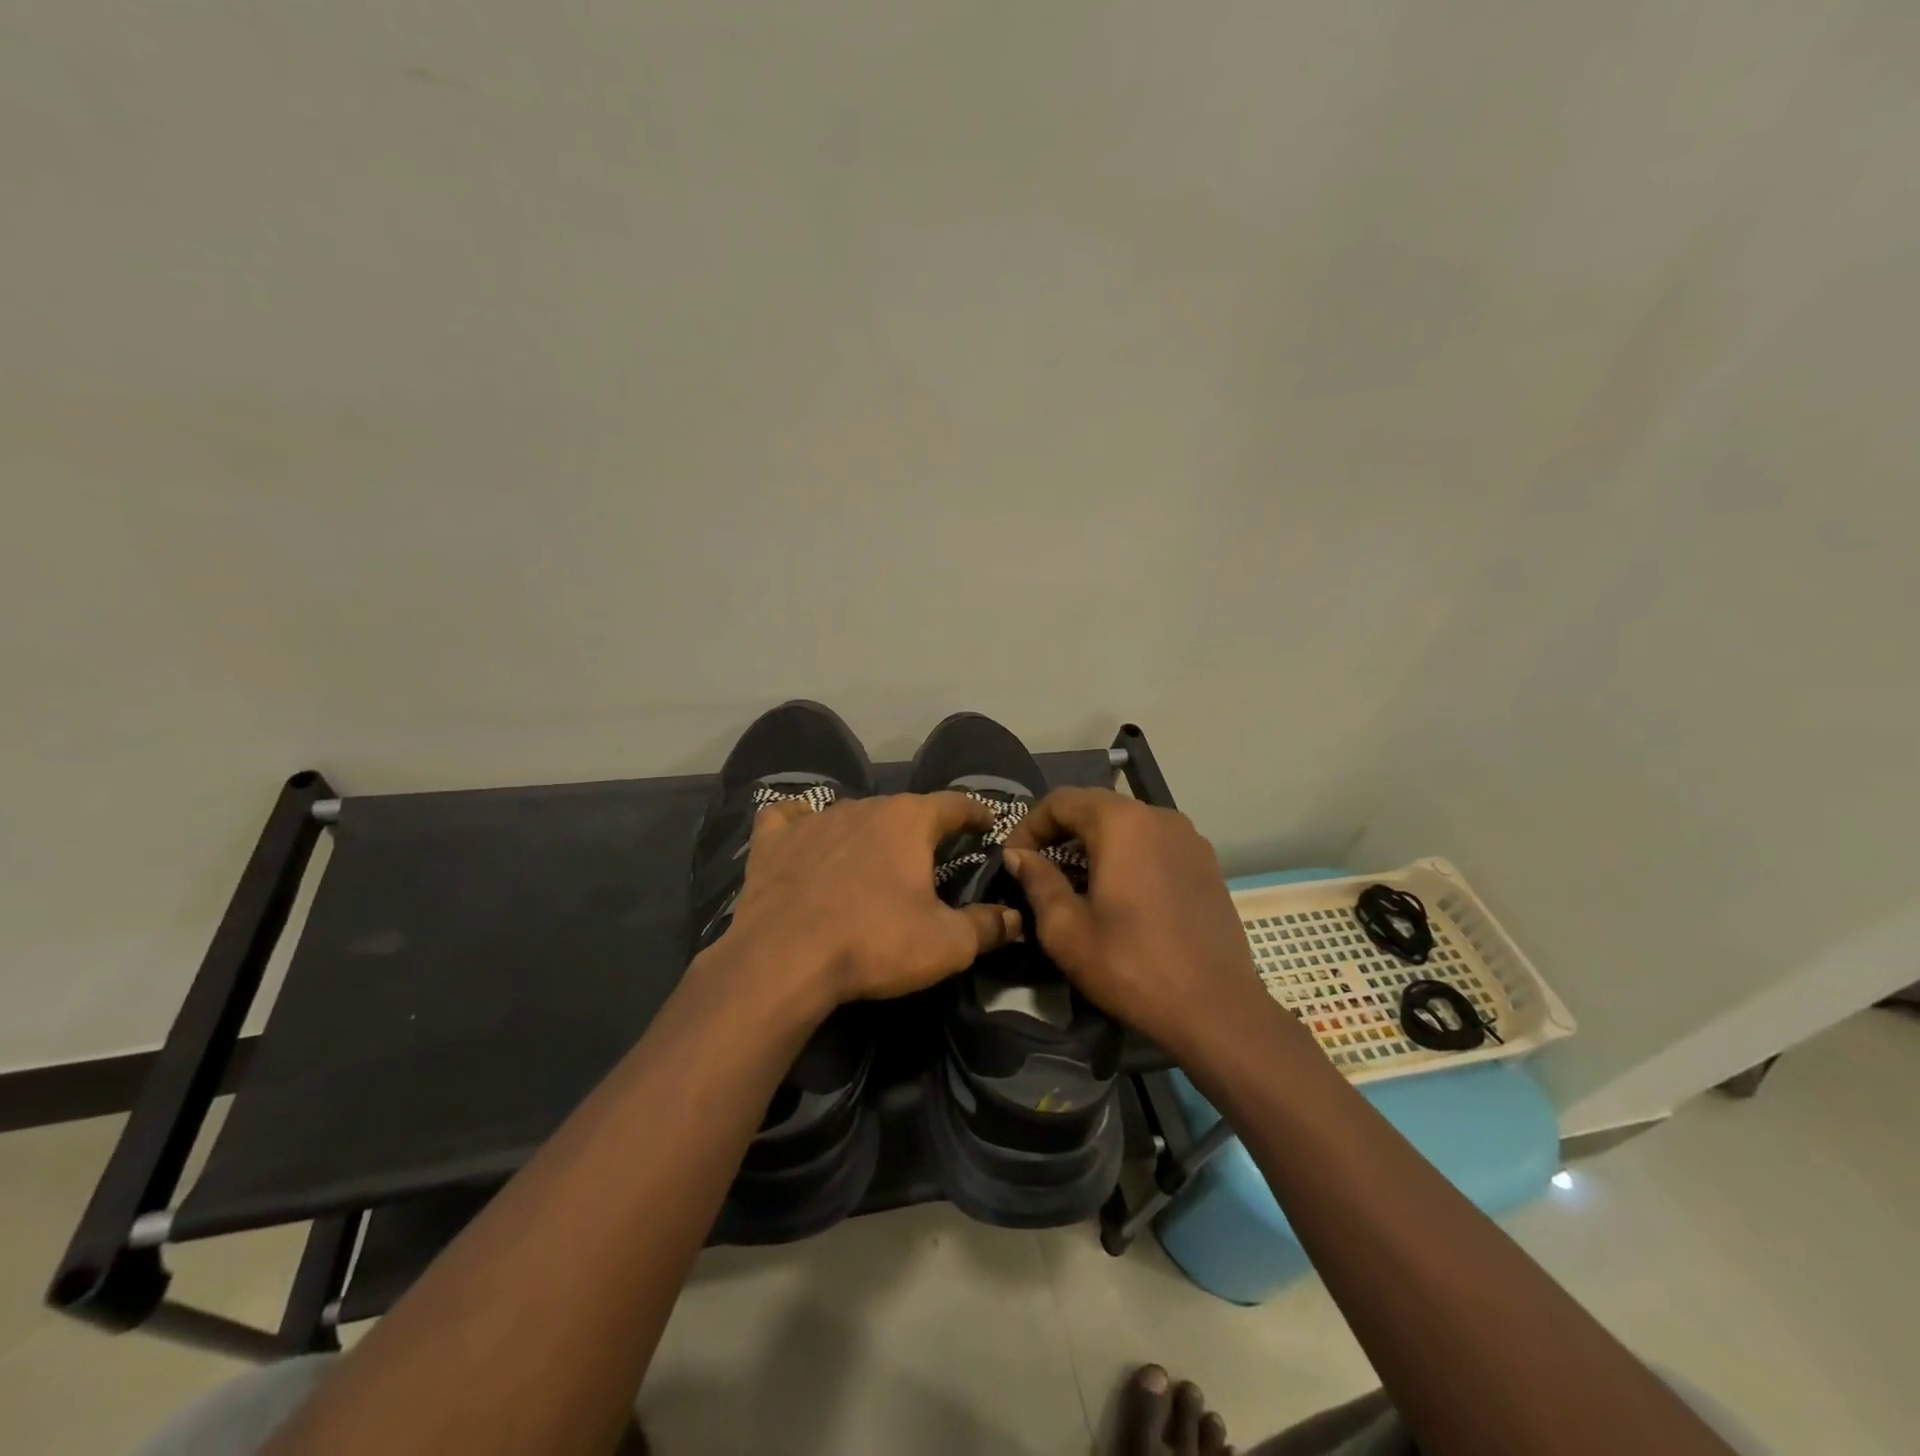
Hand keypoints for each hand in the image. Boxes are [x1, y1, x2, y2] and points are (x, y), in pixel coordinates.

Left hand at [717, 791, 1021, 1009]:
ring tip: (872, 857)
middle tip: (929, 855)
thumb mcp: (947, 944)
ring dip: (867, 831)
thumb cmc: (875, 943)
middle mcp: (863, 806)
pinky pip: (790, 818)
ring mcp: (814, 819)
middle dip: (920, 828)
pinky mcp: (773, 841)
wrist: (783, 960)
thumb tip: (1015, 919)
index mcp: (909, 820)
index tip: (988, 823)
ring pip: (851, 813)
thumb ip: (986, 926)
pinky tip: (804, 834)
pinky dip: (801, 823)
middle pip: (902, 810)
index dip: (976, 813)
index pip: (955, 804)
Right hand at [1002, 787, 1264, 1050]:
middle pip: (1095, 806)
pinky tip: (1120, 894)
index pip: (1061, 801)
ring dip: (1094, 843)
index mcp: (1122, 822)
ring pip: (1127, 824)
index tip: (1013, 860)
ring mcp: (1189, 838)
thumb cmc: (1131, 966)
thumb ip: (1037, 881)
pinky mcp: (1206, 863)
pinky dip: (1127, 855)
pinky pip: (1154, 843)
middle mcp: (1159, 816)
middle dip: (1060, 832)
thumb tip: (1018, 855)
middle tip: (1039, 869)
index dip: (1029, 826)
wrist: (1216, 1009)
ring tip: (1077, 883)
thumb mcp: (1066, 929)